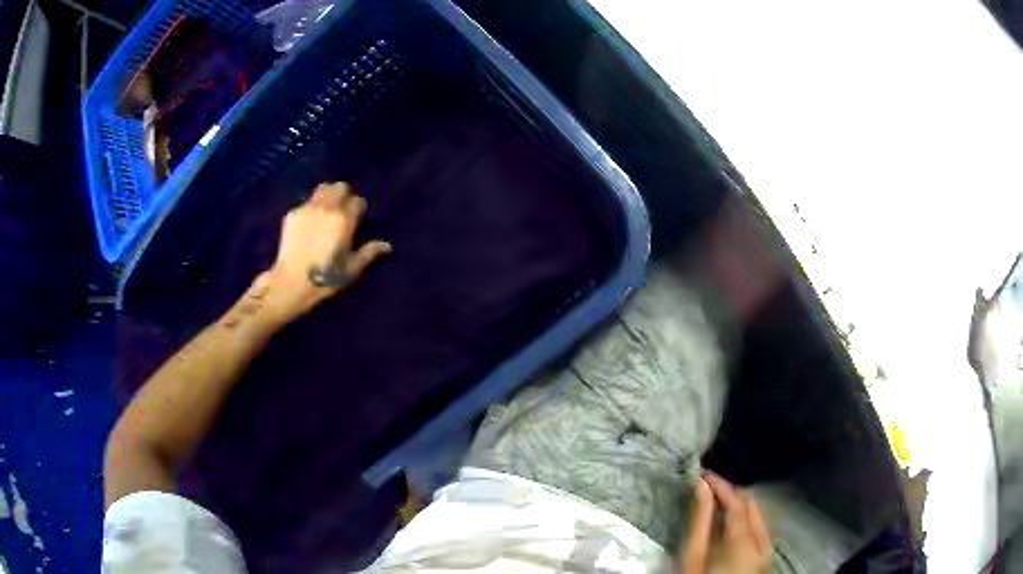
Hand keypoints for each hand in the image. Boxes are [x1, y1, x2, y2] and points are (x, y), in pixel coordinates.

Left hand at [251, 182, 391, 327]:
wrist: (291, 283)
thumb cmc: (325, 278)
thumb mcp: (351, 269)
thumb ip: (369, 253)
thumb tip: (387, 246)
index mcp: (344, 219)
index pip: (358, 201)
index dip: (359, 210)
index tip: (357, 220)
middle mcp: (327, 208)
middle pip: (340, 187)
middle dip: (344, 195)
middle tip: (343, 211)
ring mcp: (307, 208)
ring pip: (322, 188)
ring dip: (328, 195)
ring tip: (326, 211)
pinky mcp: (292, 214)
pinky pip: (306, 202)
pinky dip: (311, 207)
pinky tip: (309, 223)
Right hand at [681, 473, 771, 573]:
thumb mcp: (693, 557)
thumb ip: (699, 521)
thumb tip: (702, 486)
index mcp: (745, 542)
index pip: (738, 501)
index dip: (721, 484)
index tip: (704, 475)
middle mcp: (764, 542)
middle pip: (751, 505)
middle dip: (729, 494)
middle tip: (706, 488)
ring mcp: (768, 550)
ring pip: (756, 515)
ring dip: (736, 506)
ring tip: (714, 503)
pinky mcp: (766, 556)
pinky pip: (758, 529)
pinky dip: (743, 521)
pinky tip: (726, 525)